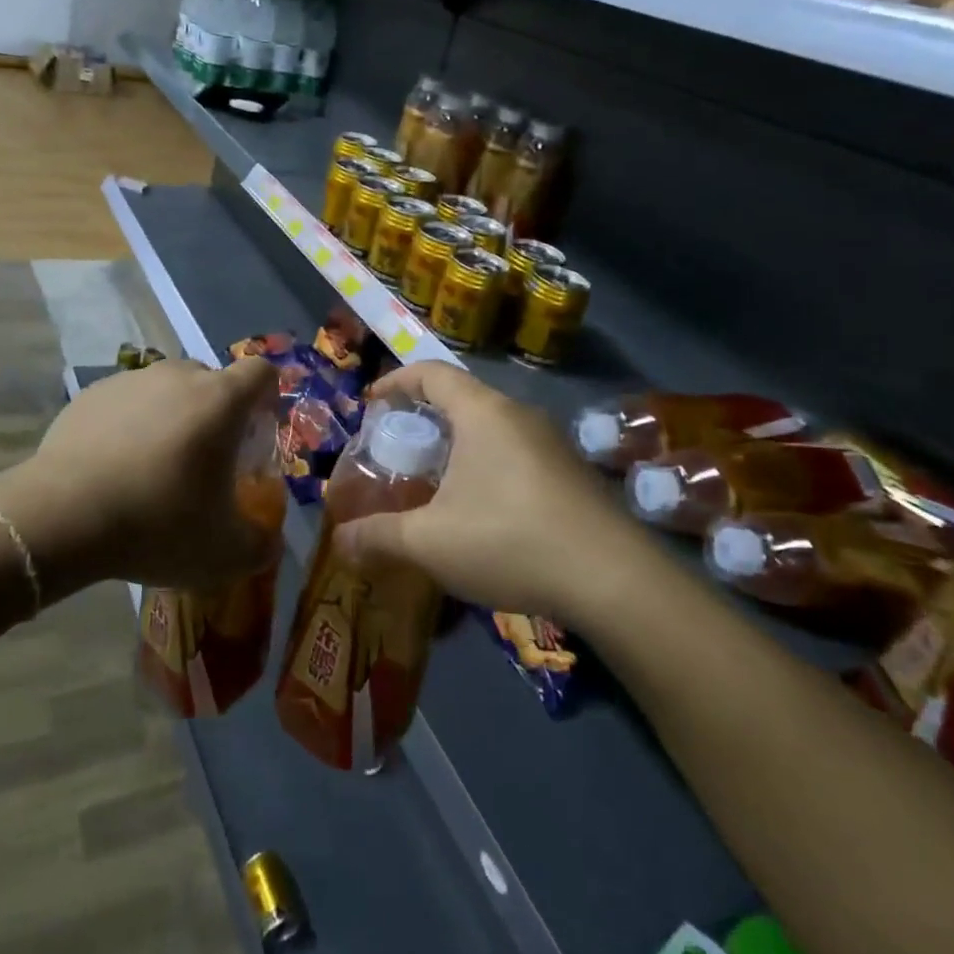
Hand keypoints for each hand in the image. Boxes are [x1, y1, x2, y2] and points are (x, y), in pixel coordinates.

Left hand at [23, 356, 280, 591]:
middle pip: (212, 381)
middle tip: (207, 462)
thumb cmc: (158, 524)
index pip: (260, 372)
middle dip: (217, 414)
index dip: (268, 396)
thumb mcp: (224, 553)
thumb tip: (269, 543)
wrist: (62, 516)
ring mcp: (130, 381)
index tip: (258, 432)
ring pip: (167, 390)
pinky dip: (130, 426)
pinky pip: (126, 403)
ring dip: (173, 419)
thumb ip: (260, 545)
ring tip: (155, 468)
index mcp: (220, 401)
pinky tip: (114, 468)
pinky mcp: (90, 395)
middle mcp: (178, 377)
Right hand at [336, 362, 637, 623]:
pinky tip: (481, 513)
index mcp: (482, 413)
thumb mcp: (430, 542)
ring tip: (435, 484)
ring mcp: (552, 443)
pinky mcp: (572, 474)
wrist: (614, 580)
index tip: (371, 404)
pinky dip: (487, 467)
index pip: (431, 372)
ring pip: (491, 429)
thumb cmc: (509, 541)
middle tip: (398, 451)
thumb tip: (339, 542)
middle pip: (462, 399)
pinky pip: (516, 454)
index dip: (396, 382)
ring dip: (458, 447)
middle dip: (424, 419)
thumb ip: (378, 537)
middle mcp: (519, 415)